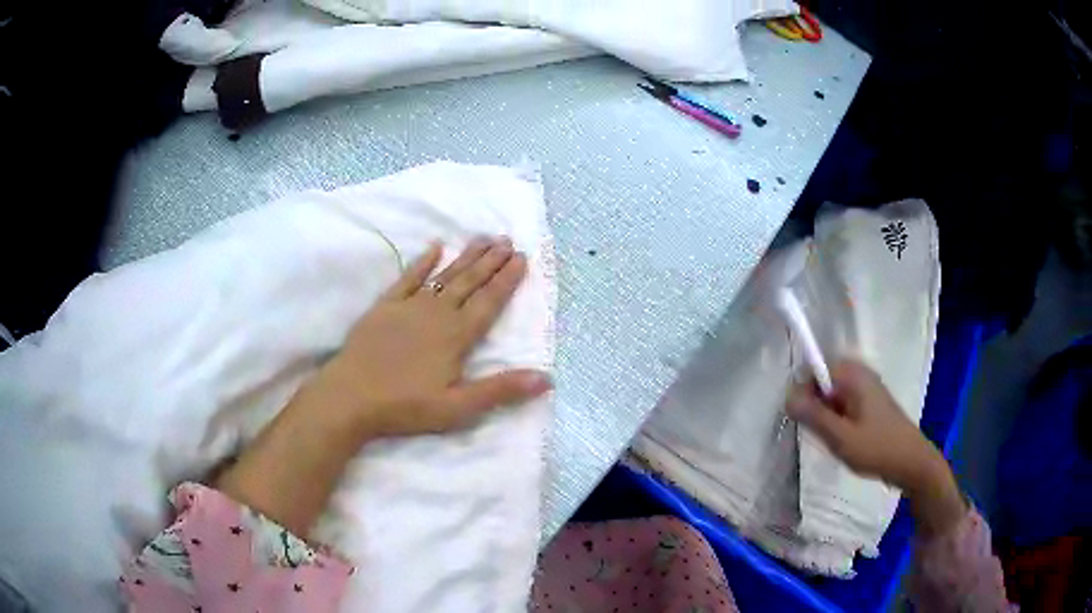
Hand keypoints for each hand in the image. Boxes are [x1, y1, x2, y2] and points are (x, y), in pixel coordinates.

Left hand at [308, 236, 551, 438]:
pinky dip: (423, 261)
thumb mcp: (458, 407)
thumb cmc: (406, 406)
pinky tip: (435, 247)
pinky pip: (408, 277)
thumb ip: (500, 390)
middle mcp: (438, 313)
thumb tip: (546, 379)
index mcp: (457, 335)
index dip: (507, 280)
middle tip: (507, 240)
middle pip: (470, 282)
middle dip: (491, 261)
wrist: (351, 396)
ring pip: (445, 275)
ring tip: (484, 238)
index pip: (489, 301)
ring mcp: (410, 306)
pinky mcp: (386, 305)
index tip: (522, 258)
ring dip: (466, 256)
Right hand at [787, 360, 965, 535]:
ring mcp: (867, 386)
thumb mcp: (840, 437)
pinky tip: (844, 439)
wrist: (911, 462)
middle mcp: (860, 373)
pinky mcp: (871, 400)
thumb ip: (813, 415)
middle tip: (820, 433)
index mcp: (853, 374)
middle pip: (822, 379)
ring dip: (826, 414)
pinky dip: (837, 417)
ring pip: (832, 393)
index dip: (803, 393)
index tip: (804, 421)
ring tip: (833, 439)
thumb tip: (787, 396)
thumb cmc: (877, 448)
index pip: (814, 368)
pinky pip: (844, 401)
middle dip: (815, 405)